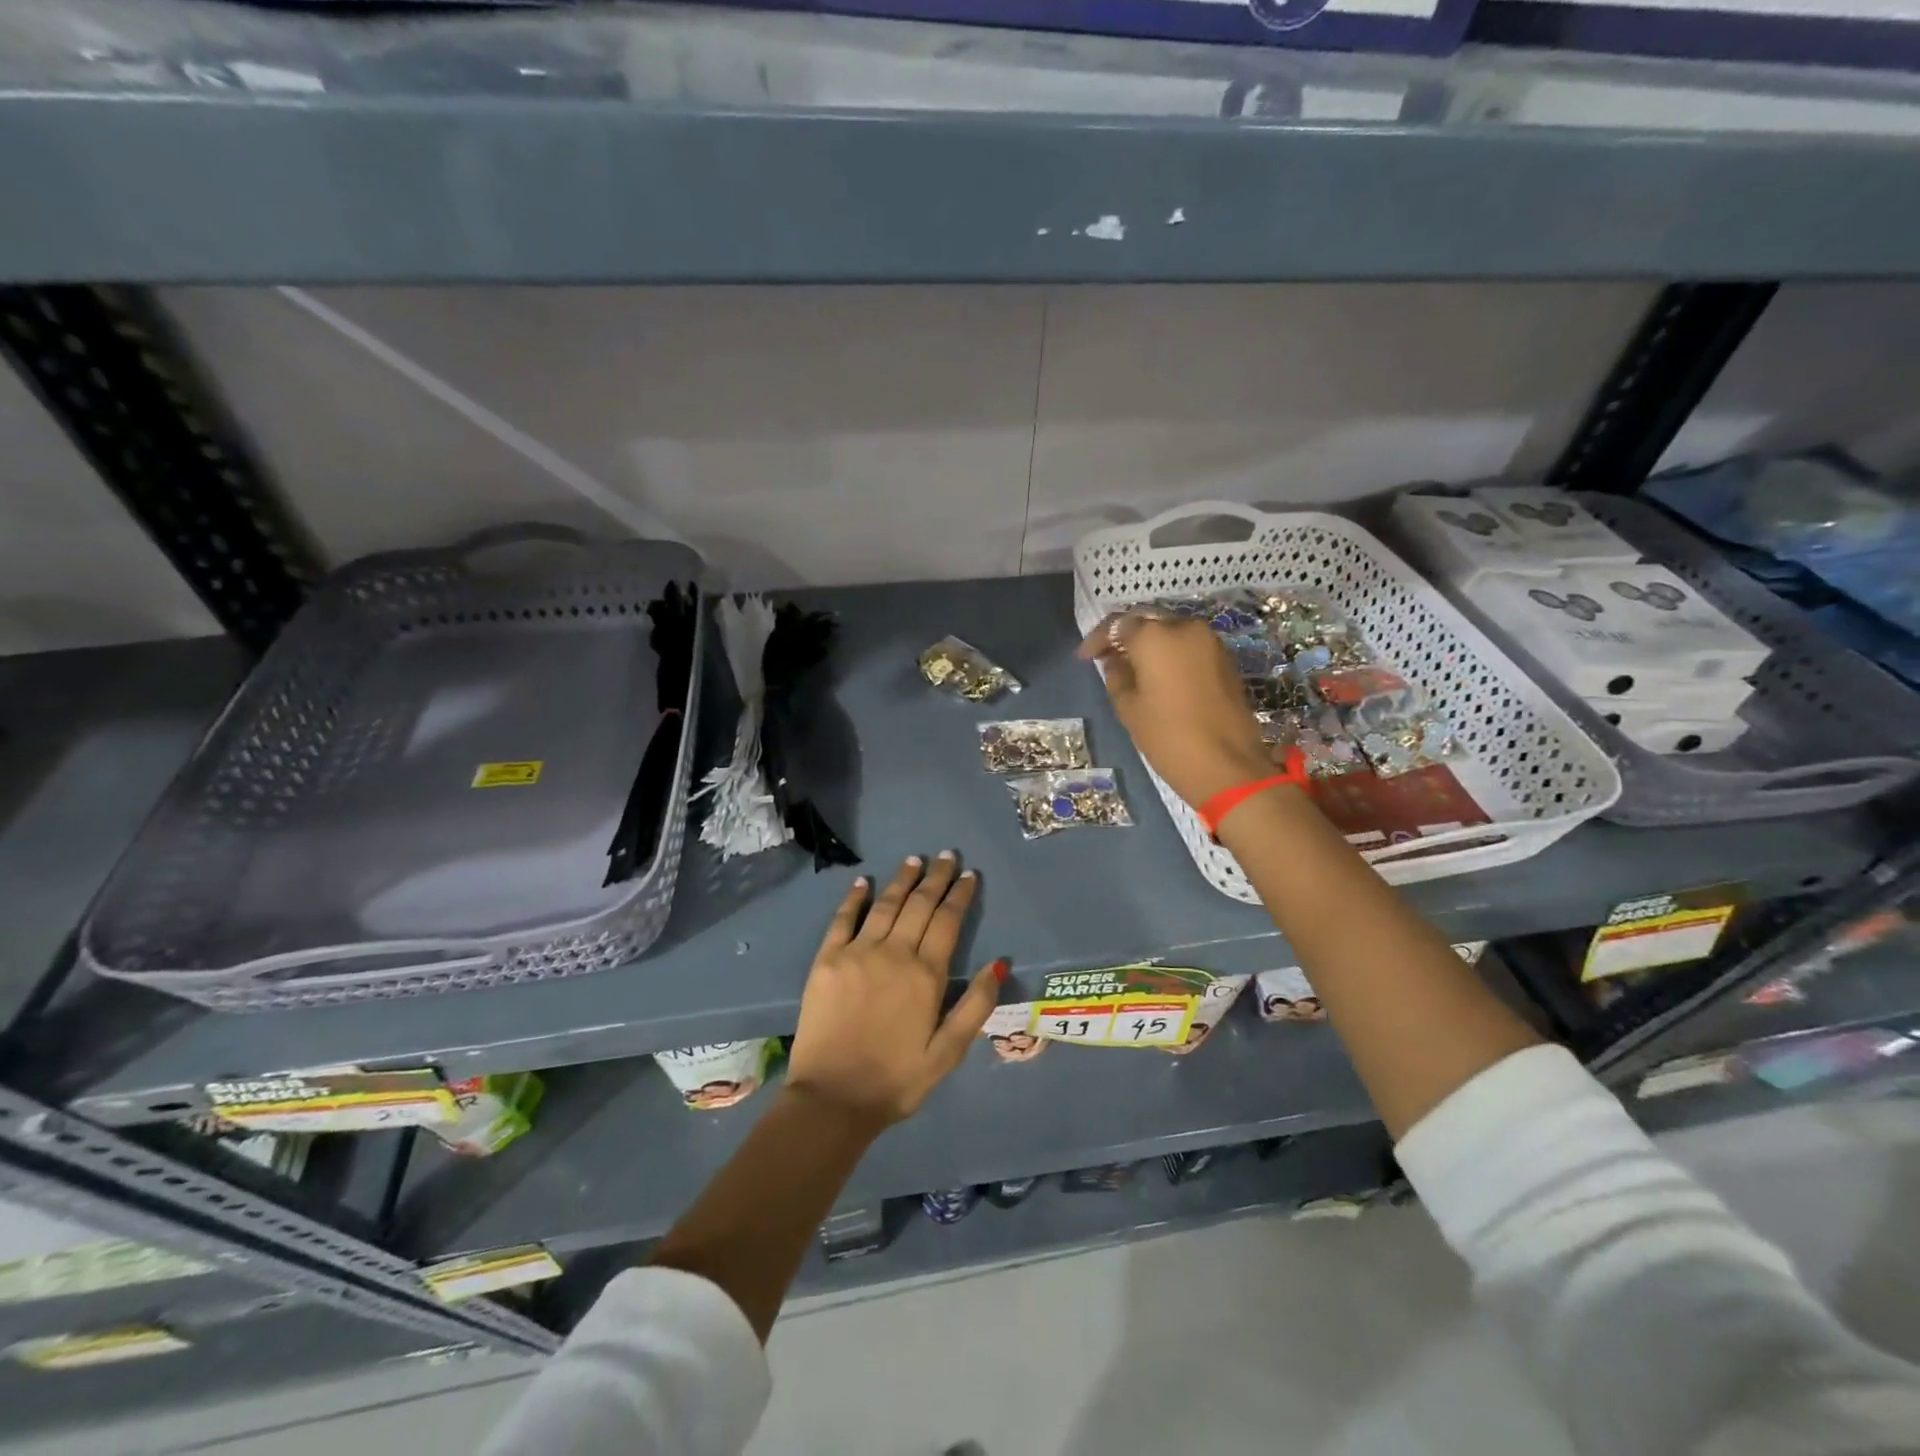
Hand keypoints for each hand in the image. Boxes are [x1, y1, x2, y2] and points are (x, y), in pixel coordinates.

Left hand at [786, 853, 1004, 1130]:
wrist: (832, 1099)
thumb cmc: (896, 1081)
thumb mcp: (948, 1053)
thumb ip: (976, 1006)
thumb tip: (1000, 963)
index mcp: (926, 975)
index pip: (948, 921)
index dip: (959, 895)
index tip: (969, 875)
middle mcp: (893, 953)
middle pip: (919, 905)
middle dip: (935, 878)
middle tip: (946, 856)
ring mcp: (857, 953)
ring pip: (885, 905)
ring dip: (902, 880)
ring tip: (914, 860)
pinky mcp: (827, 960)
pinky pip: (842, 919)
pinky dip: (853, 898)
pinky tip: (863, 882)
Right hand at [1079, 613, 1272, 808]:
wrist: (1227, 764)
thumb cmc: (1168, 736)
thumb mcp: (1129, 708)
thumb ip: (1116, 676)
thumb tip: (1115, 661)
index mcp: (1155, 636)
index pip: (1117, 625)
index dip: (1098, 639)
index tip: (1084, 658)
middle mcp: (1184, 627)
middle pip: (1147, 622)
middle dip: (1126, 637)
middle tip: (1107, 658)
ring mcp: (1210, 641)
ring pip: (1171, 632)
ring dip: (1150, 645)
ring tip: (1132, 668)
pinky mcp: (1225, 658)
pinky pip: (1189, 646)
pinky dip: (1171, 654)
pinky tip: (1159, 675)